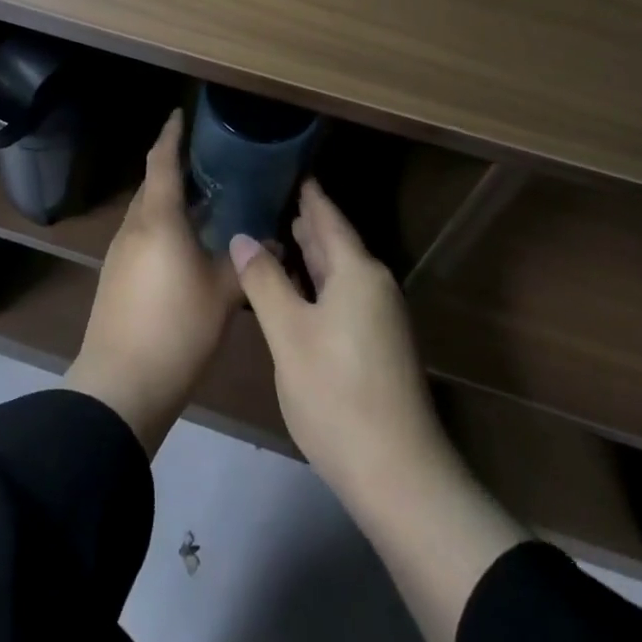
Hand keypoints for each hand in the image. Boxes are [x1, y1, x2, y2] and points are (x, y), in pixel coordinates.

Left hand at [65, 110, 239, 454]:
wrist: (120, 385)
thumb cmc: (176, 329)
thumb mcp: (222, 295)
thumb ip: (246, 264)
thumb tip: (273, 242)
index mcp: (158, 219)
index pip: (162, 161)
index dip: (171, 135)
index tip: (180, 114)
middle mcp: (134, 226)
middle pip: (153, 185)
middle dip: (175, 168)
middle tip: (208, 162)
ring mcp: (120, 252)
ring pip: (147, 212)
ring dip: (170, 201)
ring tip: (204, 202)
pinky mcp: (115, 276)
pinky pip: (142, 235)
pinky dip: (163, 227)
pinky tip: (186, 245)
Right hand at [229, 177, 450, 508]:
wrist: (399, 476)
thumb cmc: (337, 394)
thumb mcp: (288, 334)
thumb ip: (264, 281)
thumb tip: (241, 237)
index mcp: (357, 271)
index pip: (327, 216)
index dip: (307, 193)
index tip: (287, 166)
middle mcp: (374, 285)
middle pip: (335, 241)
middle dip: (306, 220)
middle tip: (271, 195)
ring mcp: (380, 317)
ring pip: (339, 271)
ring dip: (311, 253)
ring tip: (279, 232)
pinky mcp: (378, 345)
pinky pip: (343, 294)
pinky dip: (318, 282)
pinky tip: (297, 288)